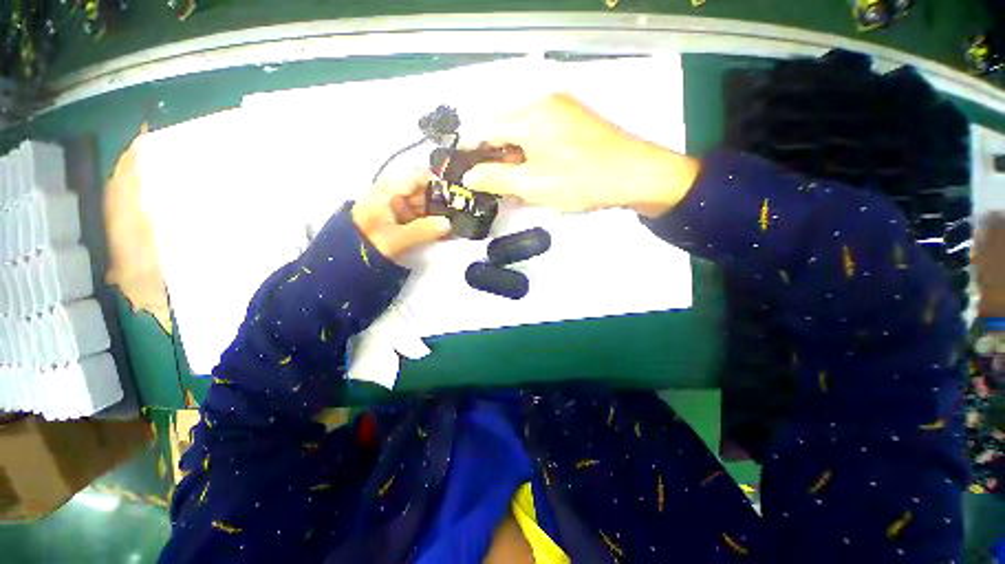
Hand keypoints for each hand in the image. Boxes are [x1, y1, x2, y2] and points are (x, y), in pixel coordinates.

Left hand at [351, 169, 451, 262]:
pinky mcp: (400, 219)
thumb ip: (422, 230)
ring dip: (439, 216)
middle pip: (425, 192)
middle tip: (461, 217)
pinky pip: (421, 217)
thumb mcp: (395, 238)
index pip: (420, 177)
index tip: (458, 197)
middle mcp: (396, 194)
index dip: (440, 184)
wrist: (344, 259)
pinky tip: (444, 233)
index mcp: (390, 191)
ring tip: (455, 227)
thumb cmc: (366, 243)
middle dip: (443, 203)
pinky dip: (432, 224)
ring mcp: (398, 207)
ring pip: (425, 206)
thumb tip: (448, 224)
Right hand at [463, 94, 699, 217]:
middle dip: (495, 157)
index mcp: (528, 114)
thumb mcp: (532, 185)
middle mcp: (542, 102)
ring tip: (517, 186)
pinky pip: (540, 133)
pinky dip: (531, 153)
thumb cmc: (579, 181)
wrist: (635, 175)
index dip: (471, 151)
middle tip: (496, 186)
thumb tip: (468, 176)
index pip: (484, 128)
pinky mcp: (573, 119)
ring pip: (522, 132)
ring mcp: (560, 109)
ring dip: (514, 158)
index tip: (465, 173)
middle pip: (503, 127)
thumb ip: (495, 178)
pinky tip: (535, 174)